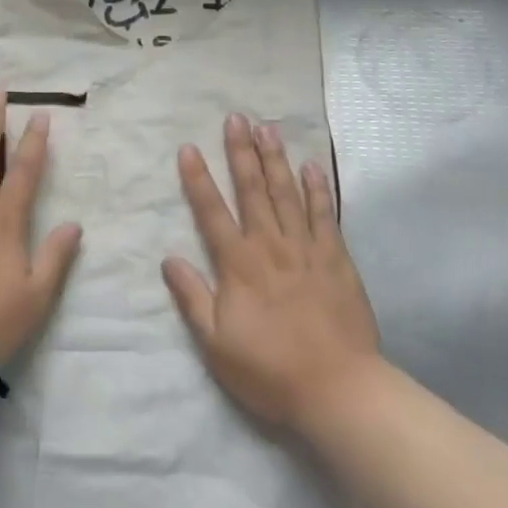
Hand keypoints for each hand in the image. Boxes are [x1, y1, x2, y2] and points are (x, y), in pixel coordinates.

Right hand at [163, 114, 381, 432]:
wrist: (338, 389)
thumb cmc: (270, 370)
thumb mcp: (216, 343)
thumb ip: (192, 297)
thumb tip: (169, 259)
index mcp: (239, 265)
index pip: (212, 212)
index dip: (198, 179)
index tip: (189, 148)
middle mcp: (270, 246)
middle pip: (252, 190)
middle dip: (241, 152)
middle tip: (236, 118)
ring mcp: (307, 249)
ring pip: (287, 194)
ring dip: (276, 160)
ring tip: (268, 128)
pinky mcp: (337, 259)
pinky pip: (325, 216)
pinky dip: (318, 190)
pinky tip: (312, 166)